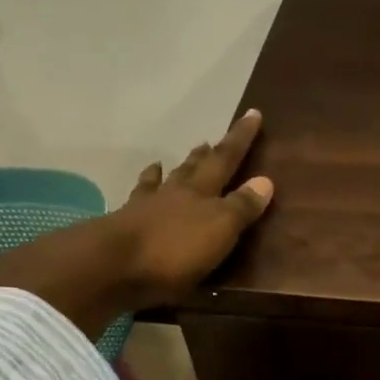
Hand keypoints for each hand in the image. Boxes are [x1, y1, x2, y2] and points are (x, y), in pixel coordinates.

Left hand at [104, 109, 273, 308]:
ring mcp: (145, 208)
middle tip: (210, 141)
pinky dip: (142, 191)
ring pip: (162, 182)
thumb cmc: (175, 249)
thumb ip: (241, 207)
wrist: (114, 264)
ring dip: (170, 171)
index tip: (252, 114)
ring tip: (166, 161)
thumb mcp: (219, 229)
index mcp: (201, 192)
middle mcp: (173, 193)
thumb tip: (265, 180)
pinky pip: (138, 202)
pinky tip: (139, 191)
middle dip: (205, 155)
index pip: (226, 159)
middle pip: (192, 168)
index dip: (240, 139)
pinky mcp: (125, 228)